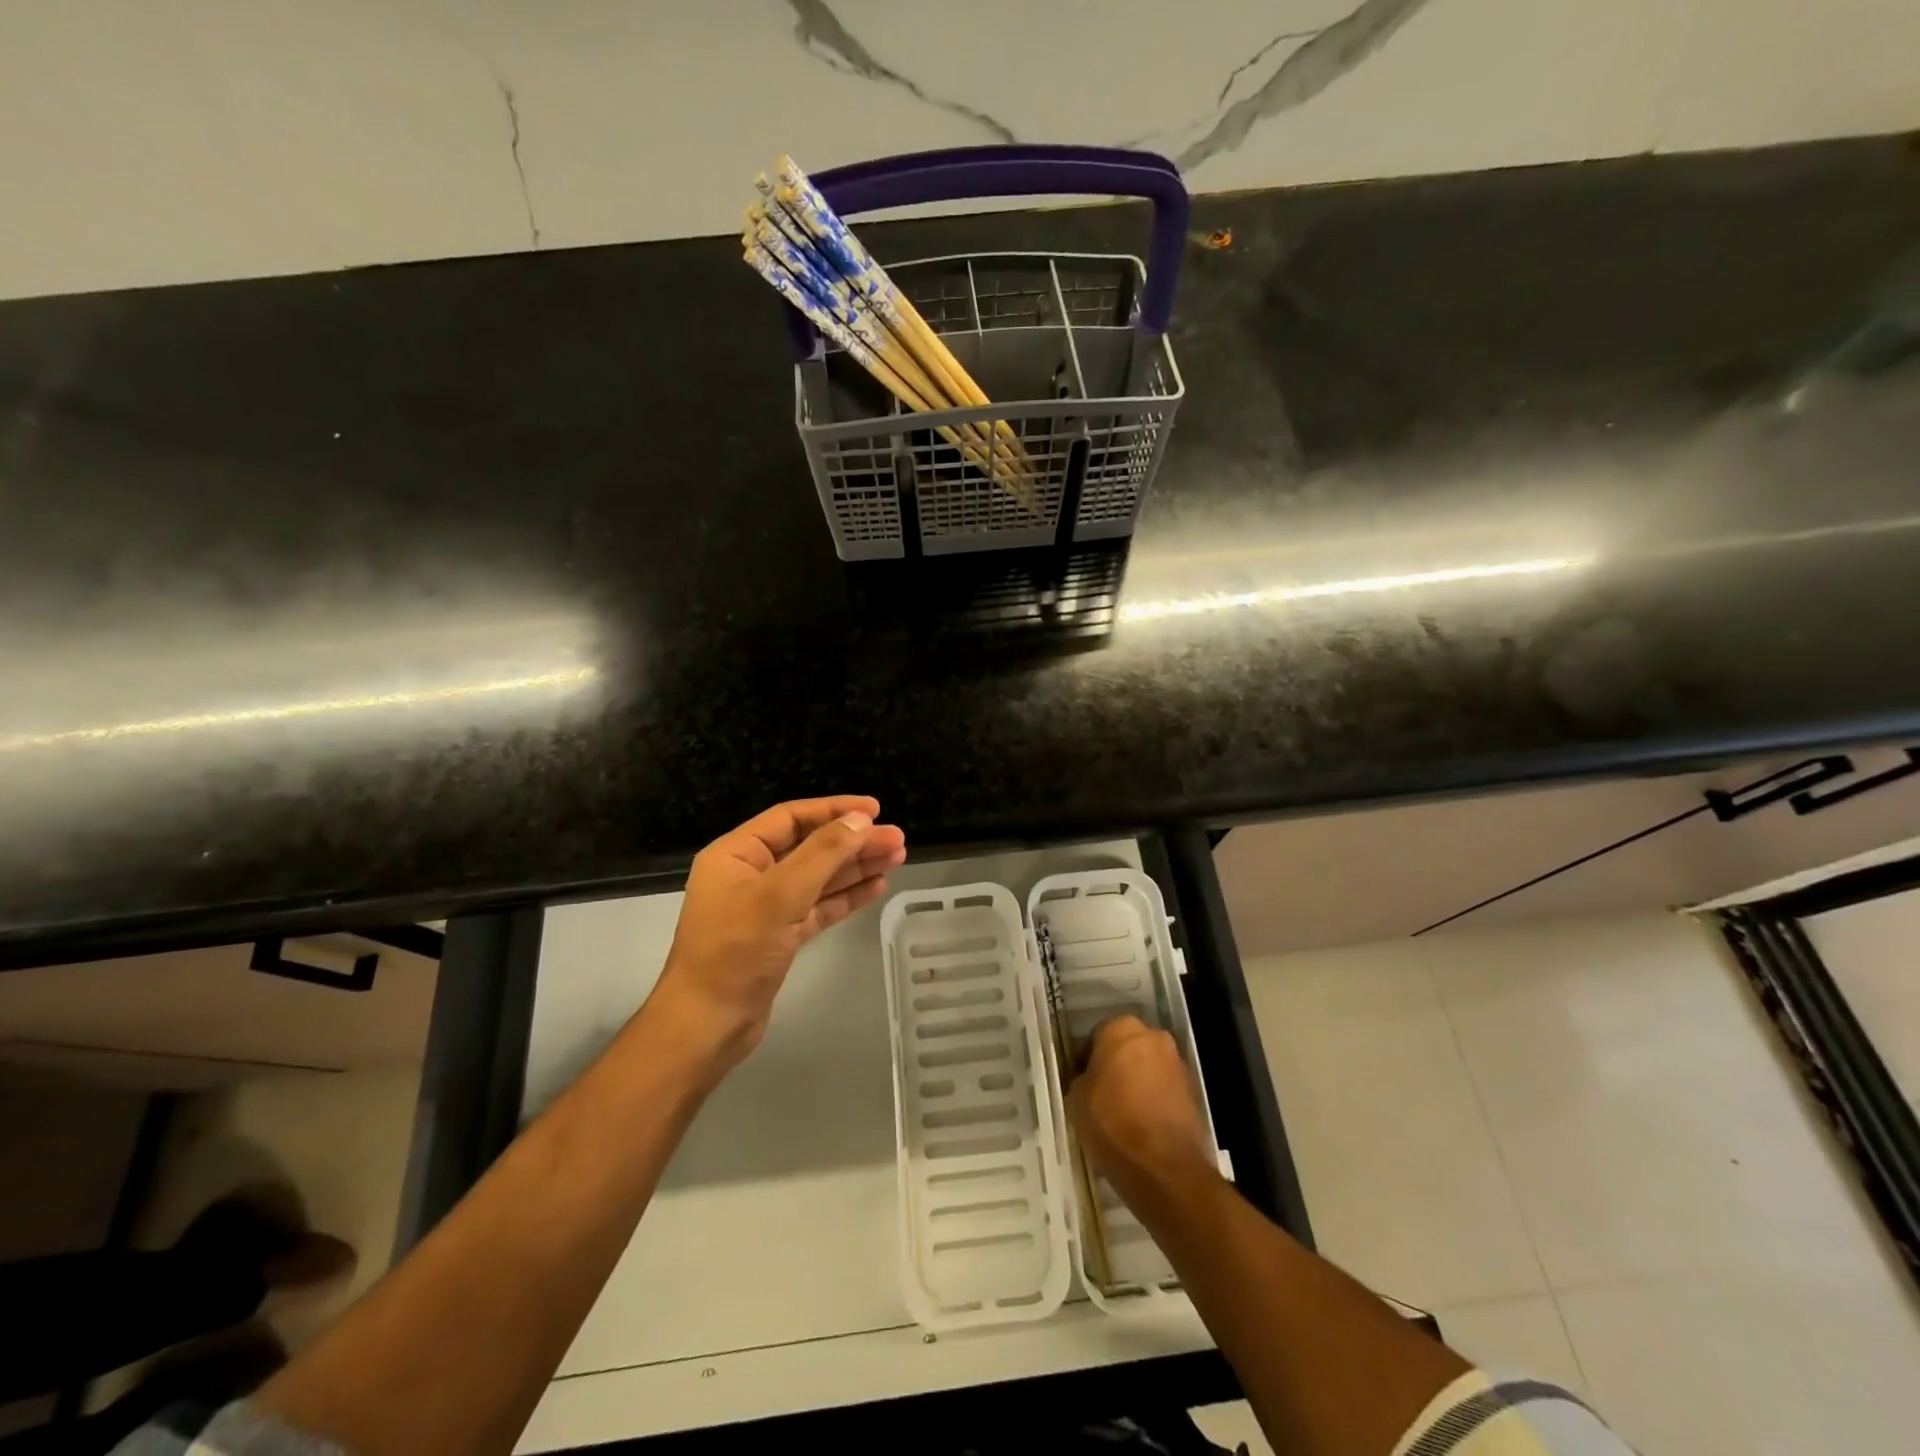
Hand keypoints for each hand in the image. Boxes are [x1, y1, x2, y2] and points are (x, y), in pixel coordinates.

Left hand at [648, 796, 906, 1075]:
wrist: (708, 1025)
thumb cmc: (737, 951)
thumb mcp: (780, 895)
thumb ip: (823, 854)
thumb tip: (861, 820)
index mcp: (737, 854)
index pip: (791, 818)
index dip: (834, 810)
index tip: (876, 809)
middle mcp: (751, 874)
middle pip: (810, 846)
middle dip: (853, 841)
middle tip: (898, 839)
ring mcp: (766, 907)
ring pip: (818, 877)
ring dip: (856, 866)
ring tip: (897, 857)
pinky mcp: (780, 936)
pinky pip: (818, 906)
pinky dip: (846, 896)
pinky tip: (877, 886)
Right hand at [1068, 1015, 1215, 1207]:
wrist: (1164, 1166)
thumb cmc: (1112, 1122)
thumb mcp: (1076, 1098)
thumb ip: (1082, 1078)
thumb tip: (1090, 1080)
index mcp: (1121, 1028)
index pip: (1095, 1037)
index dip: (1085, 1062)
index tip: (1081, 1084)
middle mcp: (1153, 1036)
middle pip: (1126, 1049)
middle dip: (1115, 1068)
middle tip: (1100, 1097)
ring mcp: (1177, 1063)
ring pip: (1147, 1069)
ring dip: (1136, 1084)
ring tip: (1122, 1116)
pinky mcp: (1194, 1092)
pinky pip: (1164, 1090)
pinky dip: (1154, 1102)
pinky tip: (1141, 1127)